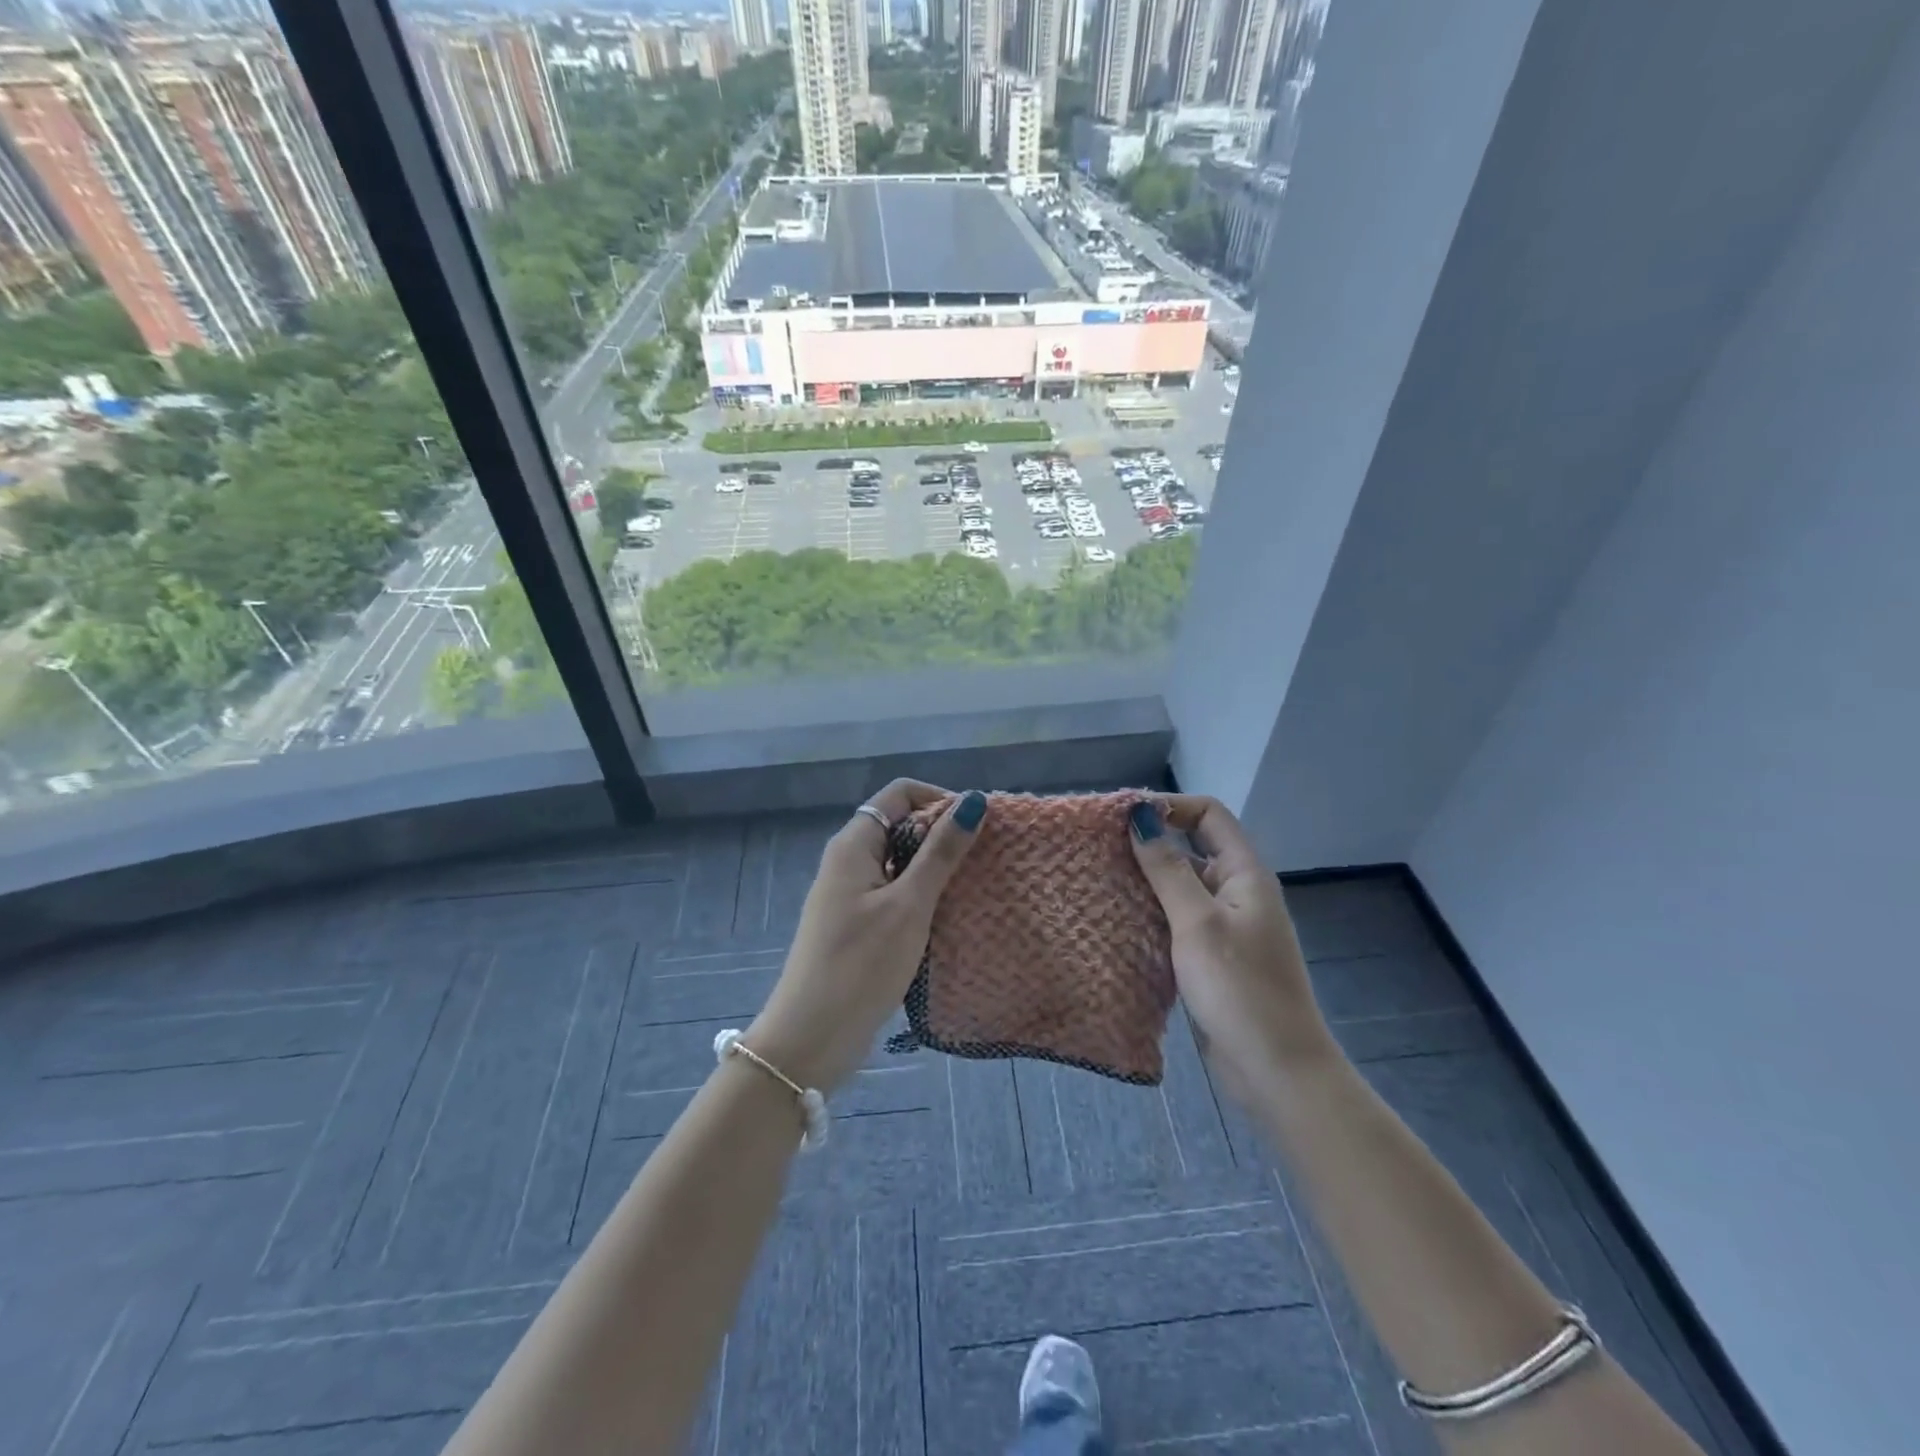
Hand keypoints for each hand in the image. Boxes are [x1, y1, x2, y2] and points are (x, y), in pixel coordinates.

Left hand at [746, 781, 987, 1092]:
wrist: (810, 1038)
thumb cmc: (861, 964)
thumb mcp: (909, 905)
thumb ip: (941, 853)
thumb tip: (973, 800)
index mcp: (854, 843)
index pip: (900, 794)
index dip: (939, 801)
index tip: (976, 827)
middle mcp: (849, 860)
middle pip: (901, 826)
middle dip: (942, 835)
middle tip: (983, 859)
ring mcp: (851, 895)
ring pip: (900, 862)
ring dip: (935, 869)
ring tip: (974, 887)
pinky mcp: (857, 925)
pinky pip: (895, 894)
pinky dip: (922, 896)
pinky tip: (949, 917)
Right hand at [1127, 796, 1334, 1098]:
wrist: (1276, 1070)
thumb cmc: (1239, 989)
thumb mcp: (1197, 922)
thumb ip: (1167, 869)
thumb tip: (1140, 816)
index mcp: (1244, 873)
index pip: (1209, 814)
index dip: (1169, 807)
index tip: (1123, 819)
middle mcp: (1236, 892)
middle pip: (1192, 847)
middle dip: (1149, 844)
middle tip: (1100, 850)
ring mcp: (1225, 926)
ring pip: (1181, 887)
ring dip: (1145, 882)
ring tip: (1099, 882)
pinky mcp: (1211, 957)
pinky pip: (1177, 921)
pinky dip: (1150, 915)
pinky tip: (1117, 922)